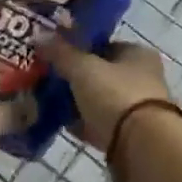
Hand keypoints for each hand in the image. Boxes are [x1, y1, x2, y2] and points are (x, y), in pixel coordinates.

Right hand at [41, 39, 170, 150]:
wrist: (140, 145)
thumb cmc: (116, 95)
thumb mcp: (83, 68)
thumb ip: (61, 52)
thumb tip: (39, 36)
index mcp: (138, 55)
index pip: (105, 45)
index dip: (79, 48)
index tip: (54, 55)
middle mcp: (142, 79)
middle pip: (100, 74)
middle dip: (74, 78)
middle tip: (46, 79)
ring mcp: (136, 109)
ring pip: (98, 101)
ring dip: (76, 102)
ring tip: (46, 102)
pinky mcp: (127, 135)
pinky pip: (97, 124)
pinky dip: (81, 124)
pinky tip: (59, 123)